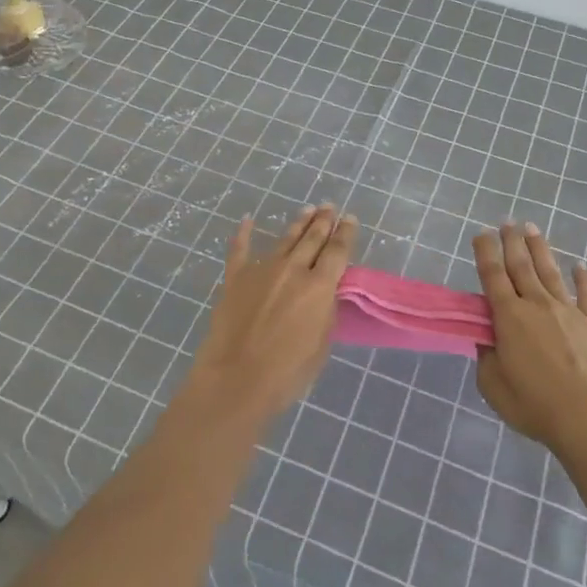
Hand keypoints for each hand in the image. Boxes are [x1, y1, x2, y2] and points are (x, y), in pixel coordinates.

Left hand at [188, 205, 358, 425]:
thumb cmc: (286, 372)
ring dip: (298, 223)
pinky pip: (239, 250)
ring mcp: (262, 270)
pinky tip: (247, 220)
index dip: (345, 233)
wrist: (236, 379)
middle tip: (330, 206)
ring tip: (308, 209)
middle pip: (312, 238)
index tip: (350, 219)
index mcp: (319, 287)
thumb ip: (324, 313)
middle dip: (324, 221)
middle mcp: (293, 270)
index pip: (337, 251)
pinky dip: (243, 234)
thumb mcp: (321, 345)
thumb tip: (324, 295)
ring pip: (285, 239)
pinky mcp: (235, 278)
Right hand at [474, 222, 586, 450]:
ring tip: (532, 228)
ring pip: (550, 272)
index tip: (481, 233)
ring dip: (540, 249)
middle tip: (507, 222)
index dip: (485, 252)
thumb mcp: (494, 386)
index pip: (492, 275)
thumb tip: (487, 340)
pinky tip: (580, 266)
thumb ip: (487, 358)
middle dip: (512, 242)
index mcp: (509, 317)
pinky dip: (584, 279)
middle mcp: (537, 305)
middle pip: (521, 266)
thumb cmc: (534, 404)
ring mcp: (569, 311)